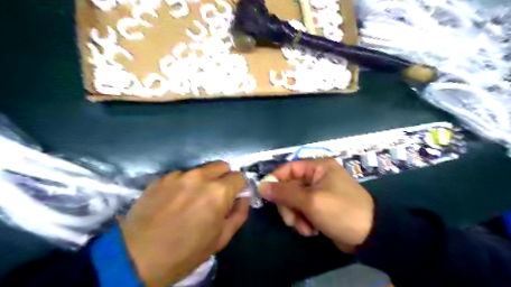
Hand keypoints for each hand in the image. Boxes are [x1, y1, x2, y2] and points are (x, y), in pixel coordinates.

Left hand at [117, 162, 249, 286]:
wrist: (136, 258)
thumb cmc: (185, 252)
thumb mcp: (221, 238)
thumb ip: (239, 213)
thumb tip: (243, 197)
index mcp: (218, 191)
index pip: (239, 177)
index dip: (239, 187)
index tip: (233, 198)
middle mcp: (200, 176)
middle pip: (222, 165)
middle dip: (224, 178)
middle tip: (216, 196)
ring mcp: (179, 175)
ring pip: (201, 170)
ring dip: (204, 180)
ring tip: (192, 199)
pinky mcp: (162, 178)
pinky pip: (182, 175)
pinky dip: (185, 184)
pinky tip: (174, 201)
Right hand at [260, 159, 373, 253]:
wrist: (370, 236)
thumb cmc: (340, 211)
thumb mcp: (310, 201)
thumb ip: (284, 193)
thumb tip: (261, 186)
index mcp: (318, 167)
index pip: (289, 168)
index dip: (276, 180)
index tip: (266, 195)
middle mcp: (318, 177)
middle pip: (290, 187)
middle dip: (288, 205)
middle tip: (290, 220)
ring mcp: (319, 192)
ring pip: (295, 201)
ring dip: (296, 216)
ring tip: (305, 228)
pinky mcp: (320, 206)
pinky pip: (303, 210)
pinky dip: (304, 221)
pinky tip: (312, 230)